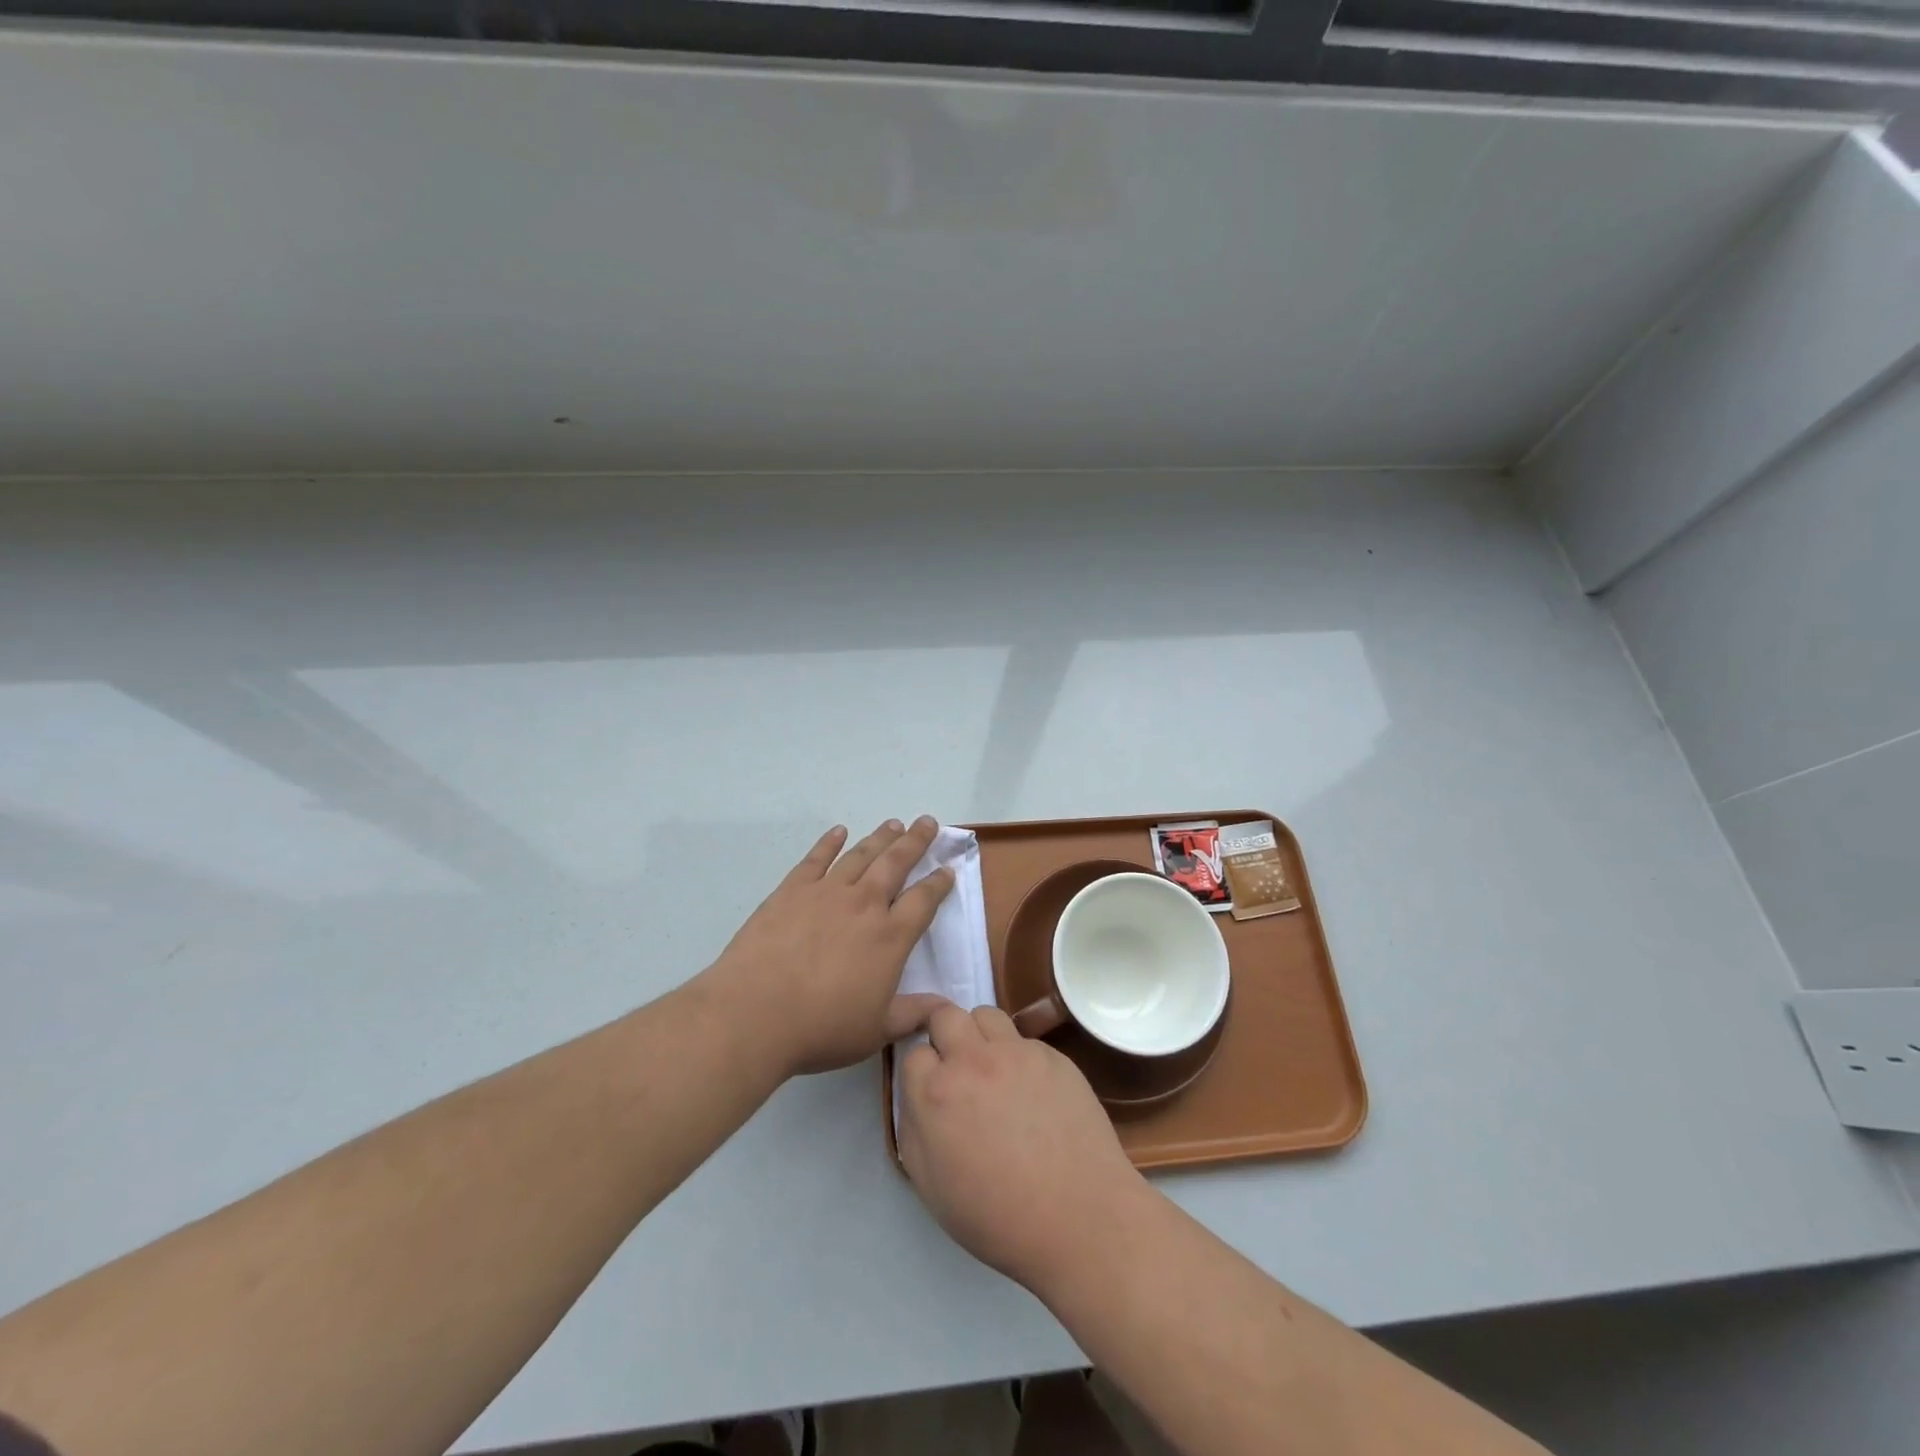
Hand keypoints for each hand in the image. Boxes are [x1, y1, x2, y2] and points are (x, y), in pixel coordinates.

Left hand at [711, 817, 955, 1077]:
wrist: (754, 1014)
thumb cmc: (821, 1028)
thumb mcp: (876, 1030)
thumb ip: (914, 1014)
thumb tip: (946, 1007)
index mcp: (890, 937)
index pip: (924, 900)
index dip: (939, 883)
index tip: (948, 869)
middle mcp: (864, 905)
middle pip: (896, 863)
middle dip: (915, 841)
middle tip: (928, 822)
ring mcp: (826, 892)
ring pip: (861, 855)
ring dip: (880, 837)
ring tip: (894, 824)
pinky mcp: (792, 890)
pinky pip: (816, 858)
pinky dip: (829, 842)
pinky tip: (838, 831)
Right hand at [897, 1004, 1147, 1292]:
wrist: (1080, 1220)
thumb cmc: (998, 1218)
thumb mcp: (930, 1187)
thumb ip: (913, 1130)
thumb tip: (919, 1097)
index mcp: (936, 1093)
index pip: (914, 1053)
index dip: (924, 1072)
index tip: (935, 1093)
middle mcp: (972, 1061)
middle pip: (946, 1016)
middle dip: (945, 1035)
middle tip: (958, 1069)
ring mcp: (1016, 1053)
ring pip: (986, 1016)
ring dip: (981, 1036)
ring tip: (994, 1071)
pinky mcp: (1053, 1056)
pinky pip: (1025, 1041)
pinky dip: (1020, 1057)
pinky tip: (1034, 1093)